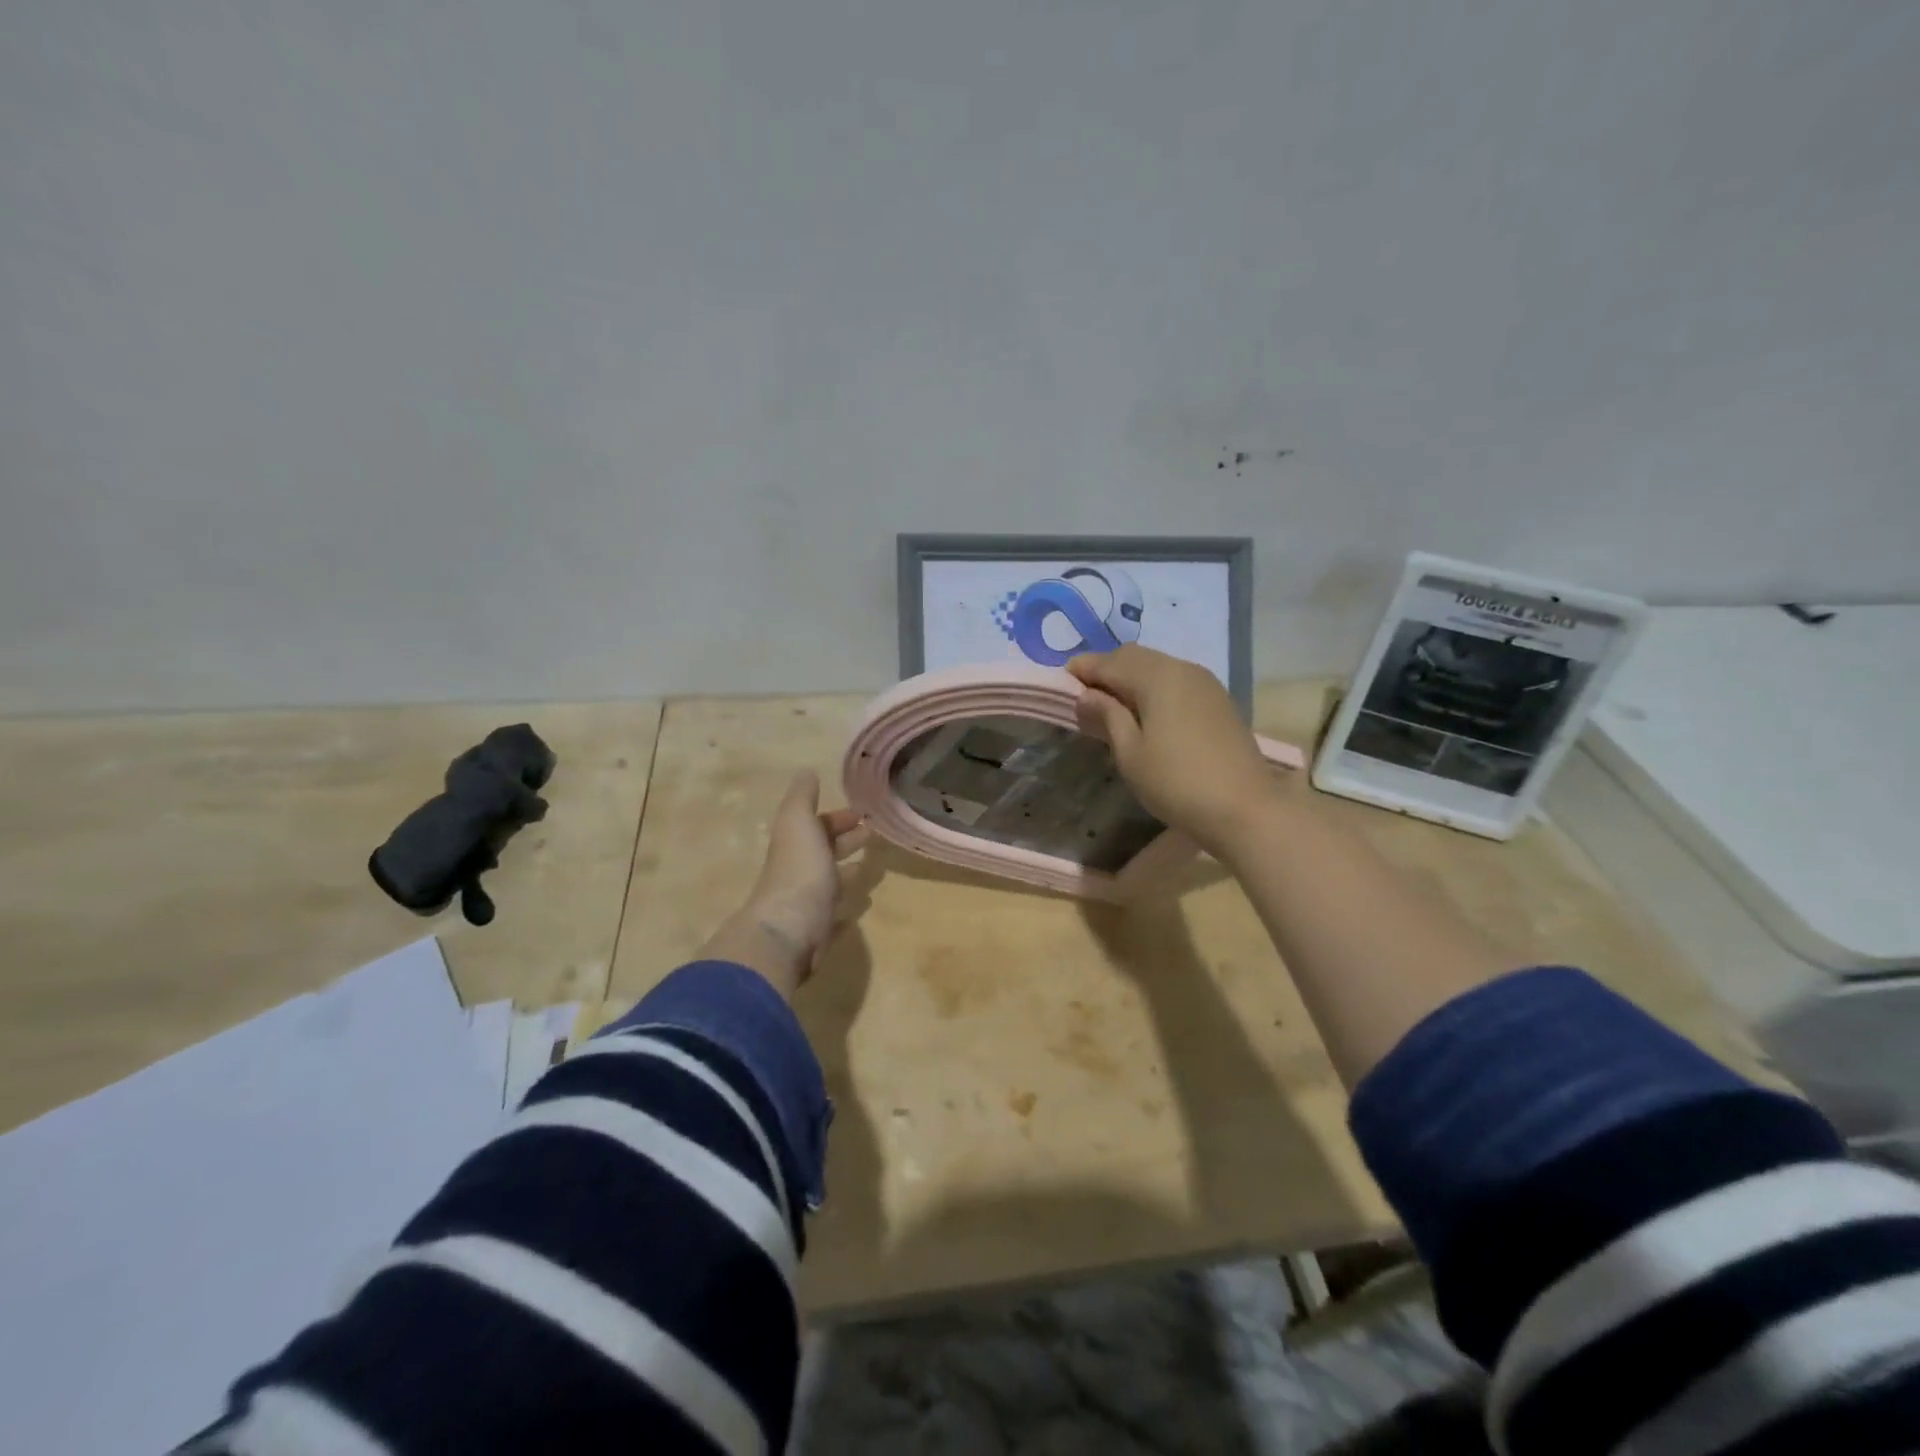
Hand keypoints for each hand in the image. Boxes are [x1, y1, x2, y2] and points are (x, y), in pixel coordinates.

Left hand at [696, 771, 869, 998]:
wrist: (788, 931)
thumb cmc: (799, 870)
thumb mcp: (798, 822)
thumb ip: (802, 797)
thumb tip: (806, 772)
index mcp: (795, 845)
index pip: (817, 826)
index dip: (837, 819)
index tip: (862, 814)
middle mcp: (799, 872)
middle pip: (823, 853)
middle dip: (845, 842)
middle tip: (873, 835)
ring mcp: (808, 904)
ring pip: (830, 884)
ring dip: (847, 874)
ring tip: (871, 870)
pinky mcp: (818, 932)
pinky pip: (835, 916)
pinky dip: (847, 909)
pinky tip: (861, 906)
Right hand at [1068, 644, 1279, 854]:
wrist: (1245, 808)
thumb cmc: (1176, 782)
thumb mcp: (1130, 752)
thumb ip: (1107, 716)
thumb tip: (1086, 695)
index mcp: (1157, 676)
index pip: (1109, 662)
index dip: (1083, 669)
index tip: (1061, 682)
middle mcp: (1182, 668)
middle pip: (1134, 657)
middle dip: (1106, 670)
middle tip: (1085, 697)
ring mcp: (1205, 683)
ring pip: (1157, 667)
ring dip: (1131, 679)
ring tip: (1112, 707)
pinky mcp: (1218, 701)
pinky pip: (1176, 681)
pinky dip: (1153, 688)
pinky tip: (1146, 714)